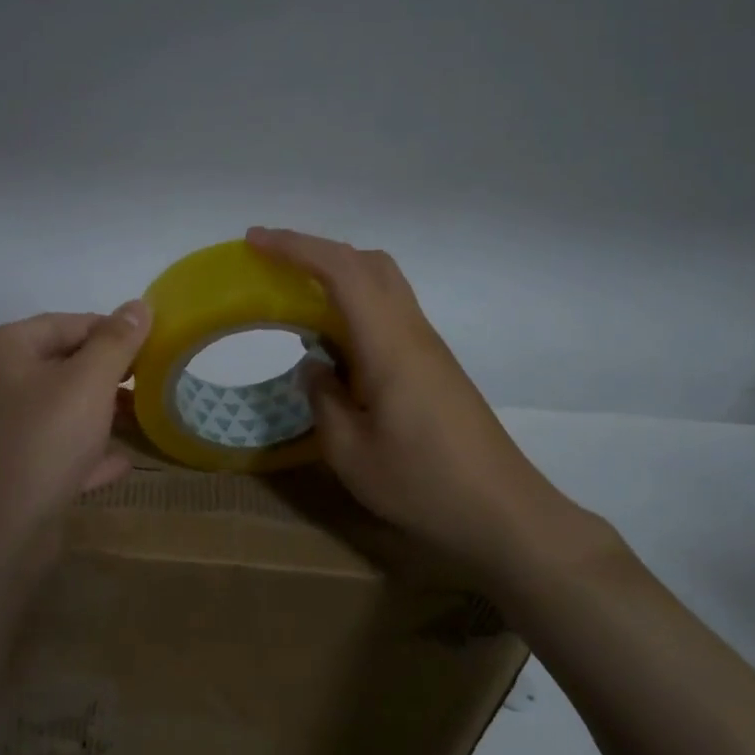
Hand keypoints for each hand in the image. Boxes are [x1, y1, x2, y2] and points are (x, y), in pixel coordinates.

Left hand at [0, 302, 152, 575]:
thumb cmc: (44, 442)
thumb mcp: (88, 383)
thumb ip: (117, 341)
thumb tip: (140, 304)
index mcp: (10, 347)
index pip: (73, 322)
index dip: (117, 333)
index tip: (157, 350)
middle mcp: (1, 380)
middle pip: (68, 365)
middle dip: (113, 377)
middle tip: (156, 386)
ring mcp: (6, 427)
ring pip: (66, 409)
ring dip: (104, 415)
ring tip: (146, 420)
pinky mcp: (15, 467)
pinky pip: (60, 448)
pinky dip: (88, 452)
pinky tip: (120, 462)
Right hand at [248, 227, 596, 564]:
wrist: (501, 512)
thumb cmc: (422, 484)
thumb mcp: (349, 451)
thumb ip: (322, 398)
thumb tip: (315, 366)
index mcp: (389, 344)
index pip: (341, 271)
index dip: (295, 247)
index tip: (253, 241)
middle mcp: (412, 332)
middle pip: (369, 263)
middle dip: (317, 252)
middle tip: (273, 266)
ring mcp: (429, 348)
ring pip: (384, 285)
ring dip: (338, 278)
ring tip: (296, 302)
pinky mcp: (435, 367)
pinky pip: (390, 315)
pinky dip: (354, 309)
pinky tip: (334, 346)